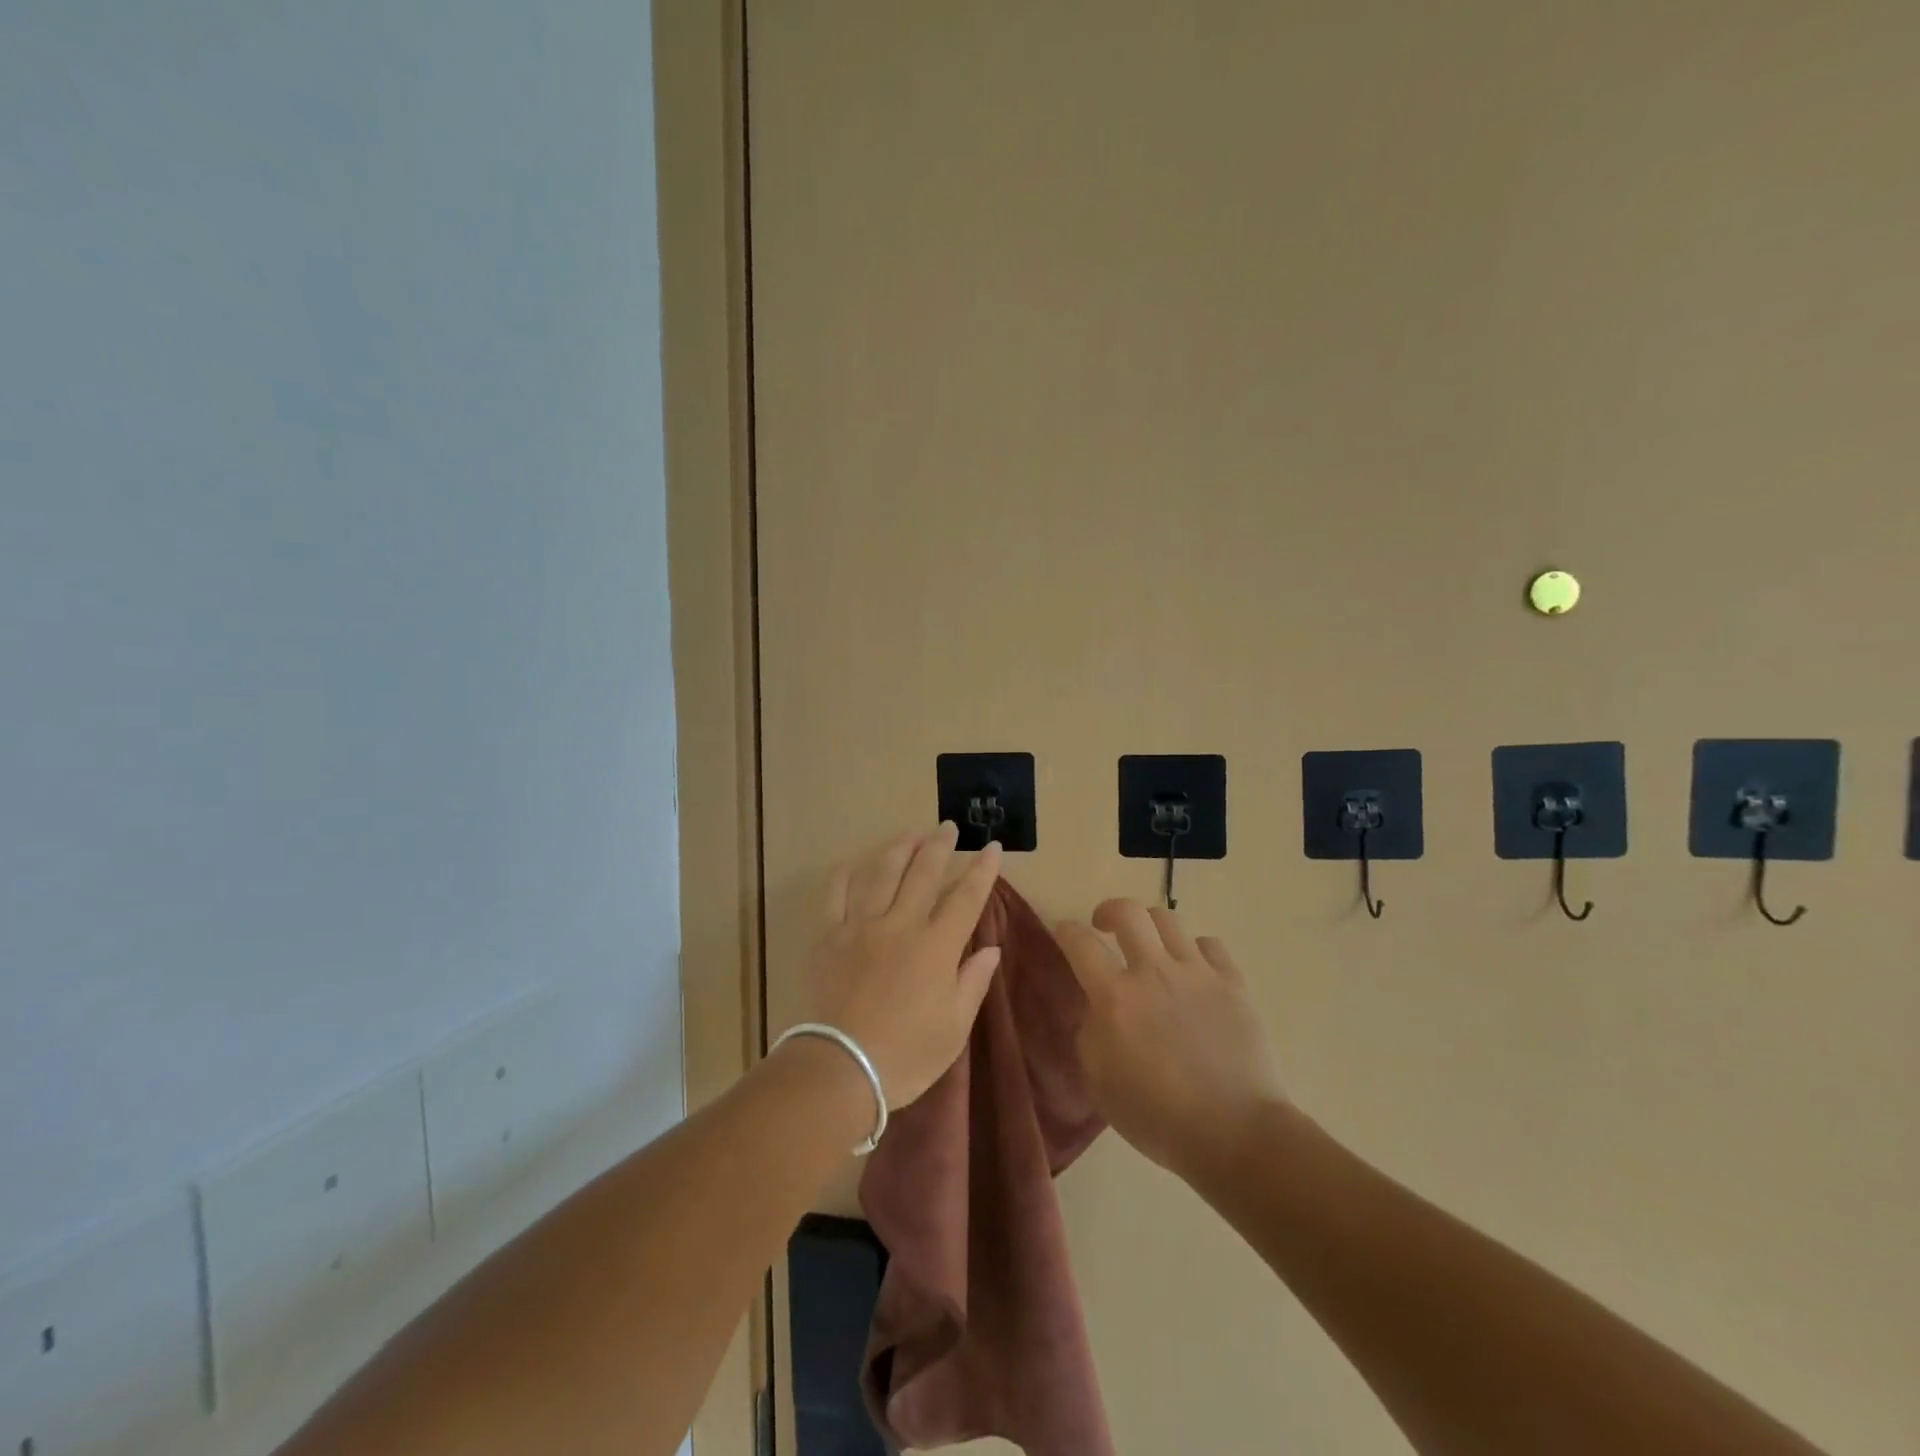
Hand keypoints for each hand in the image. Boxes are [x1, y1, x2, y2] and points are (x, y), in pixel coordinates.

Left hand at [799, 824, 1003, 1110]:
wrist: (842, 1068)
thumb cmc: (907, 1054)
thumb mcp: (954, 1028)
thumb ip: (973, 982)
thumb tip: (991, 948)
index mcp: (936, 947)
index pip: (966, 898)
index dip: (982, 871)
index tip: (991, 847)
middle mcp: (901, 925)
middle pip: (923, 874)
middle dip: (939, 846)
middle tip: (947, 827)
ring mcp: (861, 926)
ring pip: (882, 874)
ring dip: (898, 849)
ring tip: (909, 834)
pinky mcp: (829, 937)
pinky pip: (835, 896)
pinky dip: (843, 875)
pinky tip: (850, 863)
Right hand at [1055, 900, 1286, 1177]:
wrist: (1235, 1134)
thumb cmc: (1157, 1117)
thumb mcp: (1099, 1082)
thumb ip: (1089, 1033)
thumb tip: (1094, 1007)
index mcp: (1115, 997)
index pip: (1080, 943)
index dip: (1065, 930)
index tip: (1063, 932)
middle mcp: (1154, 972)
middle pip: (1127, 912)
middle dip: (1109, 911)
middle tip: (1104, 926)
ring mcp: (1198, 973)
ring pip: (1169, 920)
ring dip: (1151, 926)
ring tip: (1150, 945)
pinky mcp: (1233, 983)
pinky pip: (1210, 945)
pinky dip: (1196, 951)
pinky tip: (1194, 970)